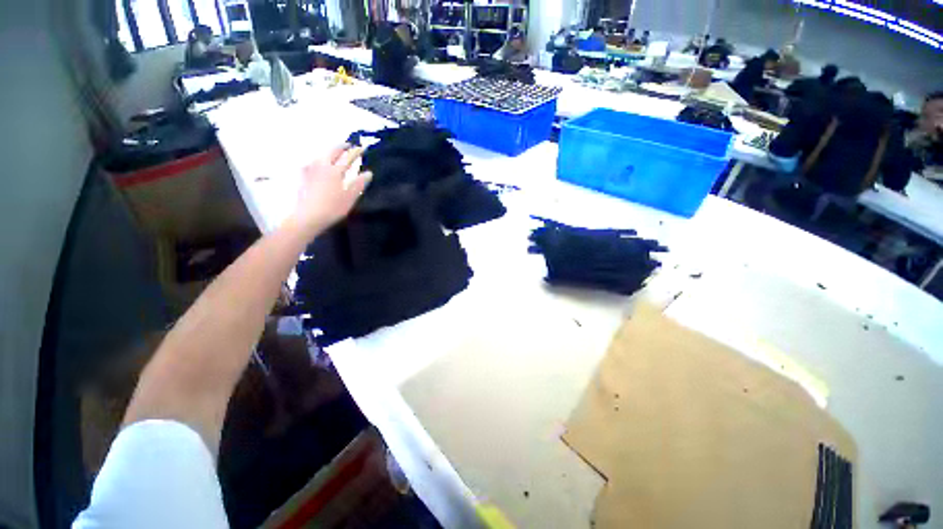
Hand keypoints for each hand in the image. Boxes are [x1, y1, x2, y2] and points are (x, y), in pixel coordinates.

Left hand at [290, 145, 370, 235]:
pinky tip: (316, 163)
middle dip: (341, 147)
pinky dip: (317, 160)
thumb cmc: (332, 208)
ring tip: (334, 153)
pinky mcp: (303, 177)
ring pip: (320, 155)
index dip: (356, 152)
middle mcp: (321, 166)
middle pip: (331, 152)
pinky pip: (311, 163)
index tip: (362, 147)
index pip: (348, 158)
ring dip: (329, 152)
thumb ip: (359, 184)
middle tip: (348, 144)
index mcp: (335, 171)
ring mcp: (310, 171)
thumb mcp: (350, 197)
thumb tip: (368, 172)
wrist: (308, 216)